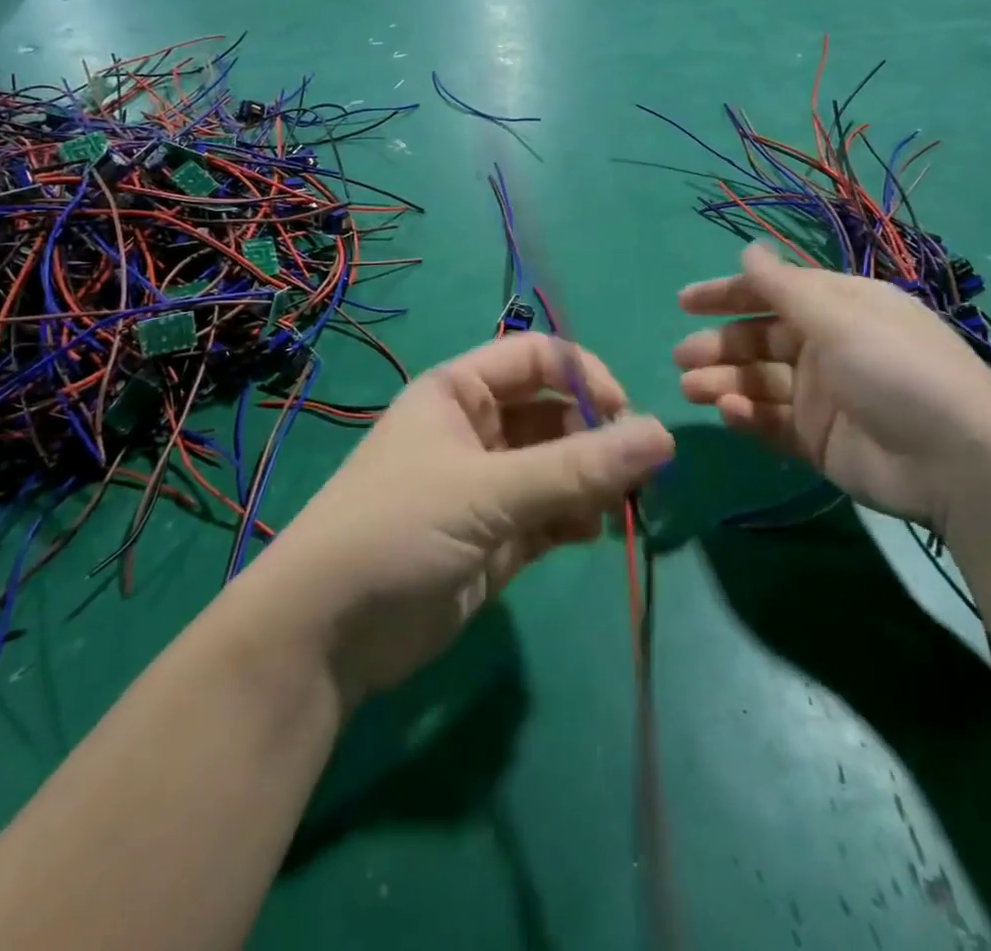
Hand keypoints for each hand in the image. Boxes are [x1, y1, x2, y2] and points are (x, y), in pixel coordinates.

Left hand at [246, 332, 673, 704]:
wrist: (327, 632)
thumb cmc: (398, 529)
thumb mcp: (487, 491)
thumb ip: (576, 467)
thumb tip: (663, 436)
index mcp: (458, 392)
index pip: (537, 358)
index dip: (584, 377)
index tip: (624, 415)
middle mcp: (475, 430)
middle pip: (554, 414)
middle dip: (595, 438)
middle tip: (634, 474)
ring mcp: (486, 485)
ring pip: (558, 467)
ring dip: (591, 482)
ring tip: (612, 507)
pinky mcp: (495, 537)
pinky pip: (551, 513)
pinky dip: (574, 519)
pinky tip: (586, 534)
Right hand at [674, 243, 990, 533]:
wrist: (958, 464)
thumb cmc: (898, 371)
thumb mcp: (841, 319)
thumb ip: (785, 287)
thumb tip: (748, 248)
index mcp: (840, 309)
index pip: (775, 293)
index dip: (729, 294)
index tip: (684, 302)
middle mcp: (829, 347)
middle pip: (760, 339)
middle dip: (719, 344)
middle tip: (682, 356)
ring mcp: (823, 396)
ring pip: (759, 381)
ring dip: (723, 381)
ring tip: (690, 388)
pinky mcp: (818, 439)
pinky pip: (772, 421)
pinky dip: (747, 416)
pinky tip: (730, 413)